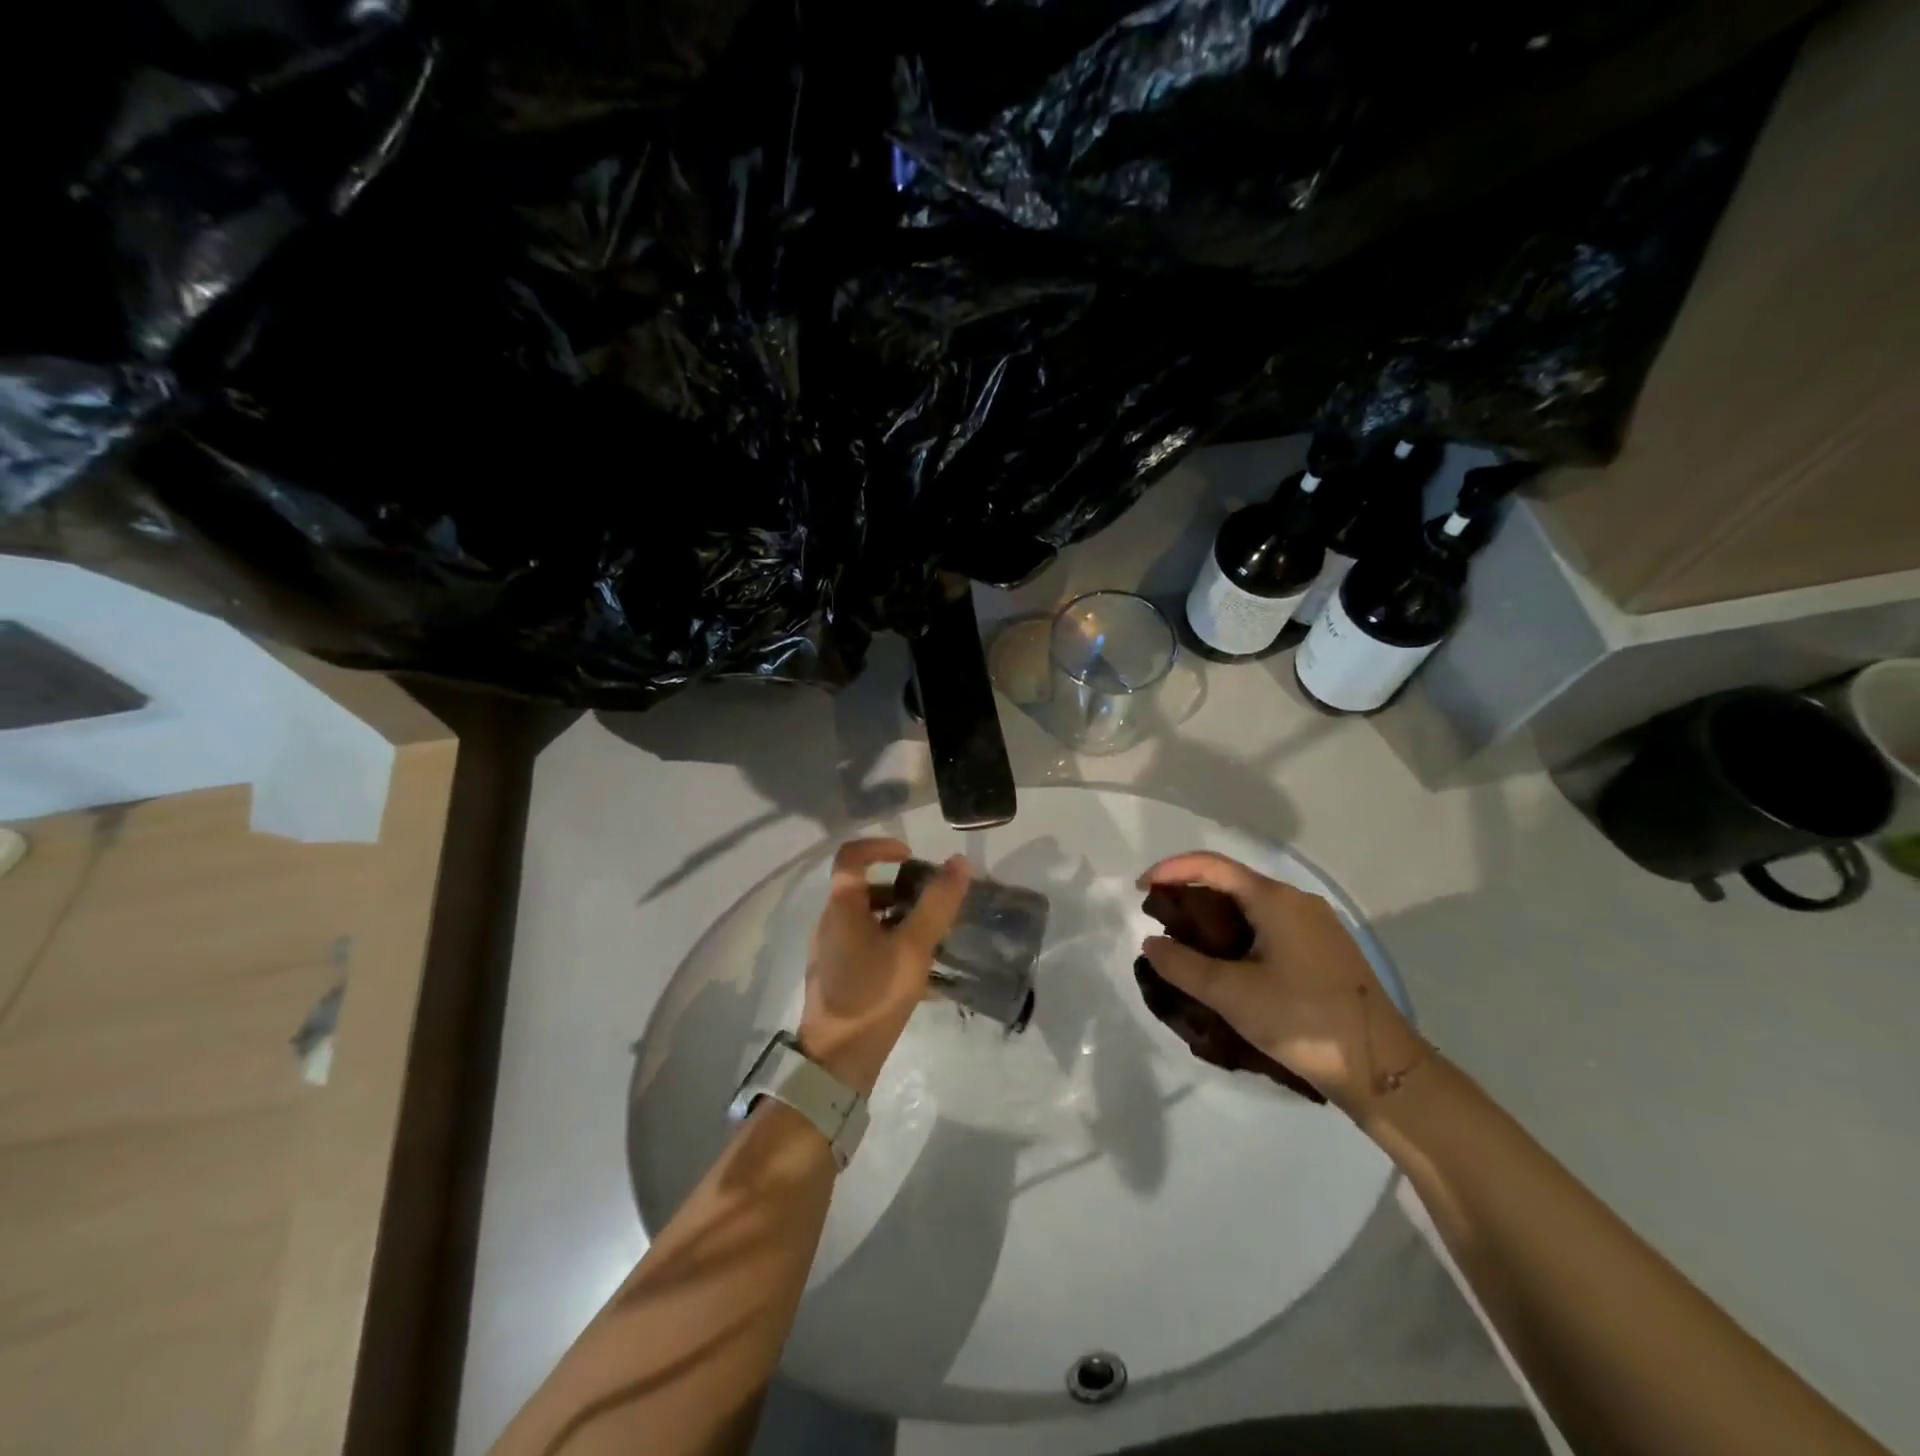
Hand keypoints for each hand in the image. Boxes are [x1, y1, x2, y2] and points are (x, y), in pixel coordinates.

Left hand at [798, 839, 970, 1095]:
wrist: (837, 1060)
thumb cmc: (874, 994)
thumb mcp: (913, 947)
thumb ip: (937, 903)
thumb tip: (959, 862)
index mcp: (842, 907)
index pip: (852, 856)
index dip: (881, 847)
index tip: (912, 857)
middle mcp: (830, 922)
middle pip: (865, 889)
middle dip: (902, 888)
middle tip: (933, 902)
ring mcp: (831, 951)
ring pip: (867, 920)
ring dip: (900, 919)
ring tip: (933, 938)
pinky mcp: (837, 976)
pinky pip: (866, 946)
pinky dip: (892, 944)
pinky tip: (921, 973)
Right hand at [1138, 851, 1426, 1115]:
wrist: (1383, 1067)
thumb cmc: (1303, 1020)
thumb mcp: (1232, 995)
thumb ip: (1183, 965)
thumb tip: (1150, 943)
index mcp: (1275, 899)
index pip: (1211, 865)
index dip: (1170, 869)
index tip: (1139, 890)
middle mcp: (1297, 900)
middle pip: (1231, 881)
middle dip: (1189, 893)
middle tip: (1159, 919)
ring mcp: (1315, 924)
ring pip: (1251, 904)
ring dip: (1213, 915)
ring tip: (1186, 942)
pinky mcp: (1324, 949)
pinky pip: (1269, 924)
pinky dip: (1238, 931)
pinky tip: (1227, 961)